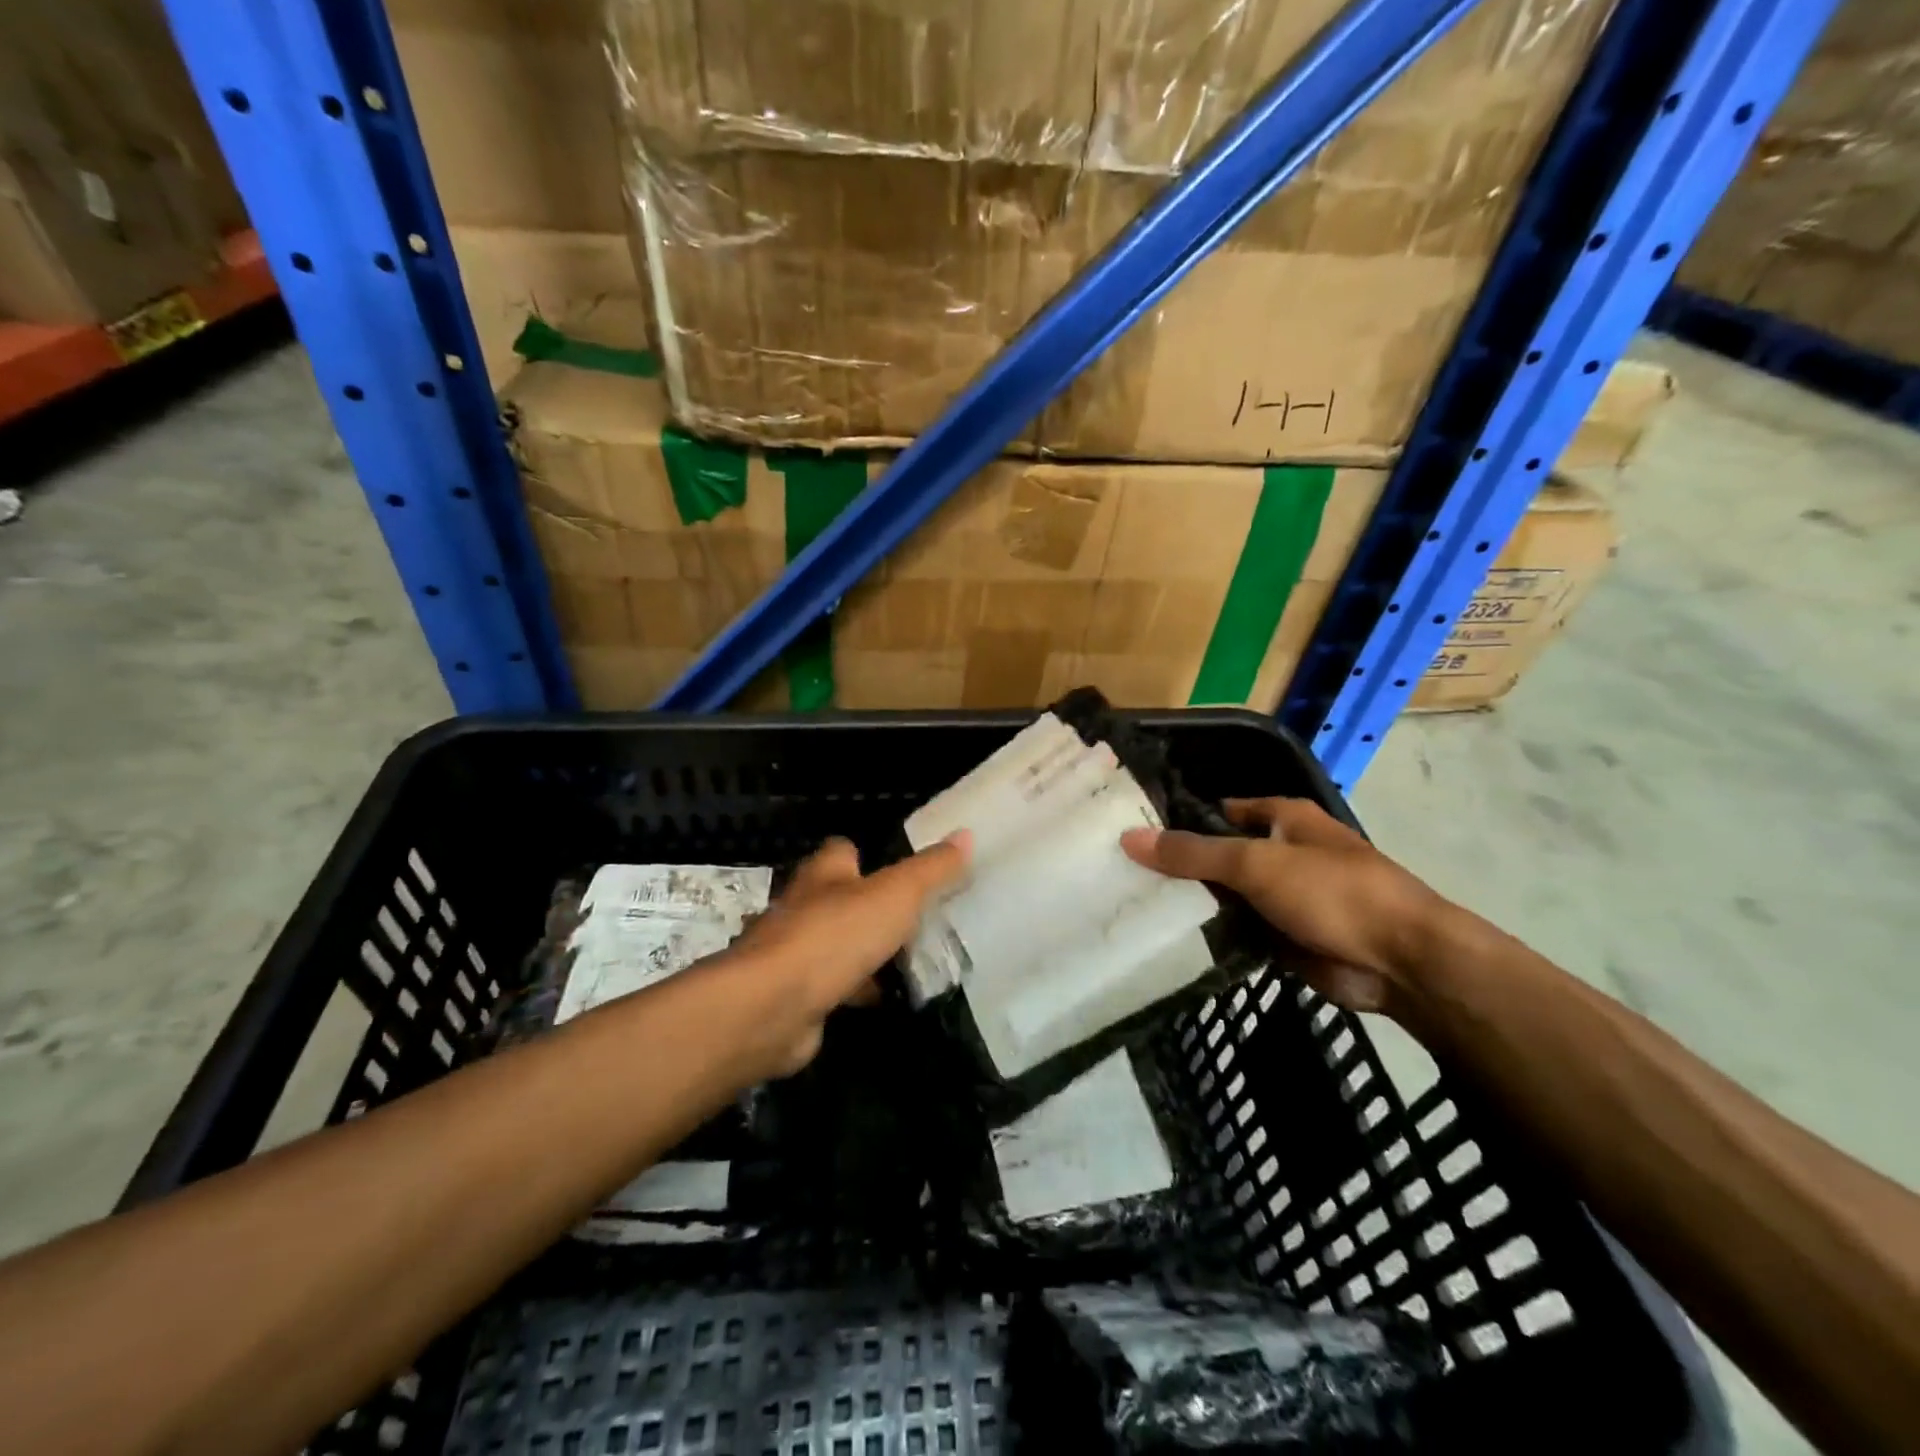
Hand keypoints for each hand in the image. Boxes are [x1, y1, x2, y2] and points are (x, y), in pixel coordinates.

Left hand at [723, 833, 970, 1075]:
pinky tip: (882, 1000)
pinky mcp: (795, 995)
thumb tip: (965, 834)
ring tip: (909, 961)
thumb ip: (931, 869)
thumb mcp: (896, 895)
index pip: (843, 851)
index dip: (868, 855)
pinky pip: (832, 987)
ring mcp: (795, 954)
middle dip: (871, 908)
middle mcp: (804, 907)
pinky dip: (854, 991)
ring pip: (836, 945)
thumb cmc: (835, 936)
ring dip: (864, 953)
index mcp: (824, 874)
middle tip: (917, 919)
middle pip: (840, 899)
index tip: (902, 869)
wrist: (772, 1006)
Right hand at [1121, 798, 1446, 1019]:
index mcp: (1283, 819)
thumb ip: (1193, 853)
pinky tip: (1169, 939)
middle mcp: (1281, 853)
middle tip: (1122, 875)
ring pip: (1225, 896)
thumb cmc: (1332, 892)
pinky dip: (1211, 935)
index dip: (1180, 817)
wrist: (1401, 962)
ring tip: (1134, 907)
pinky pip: (1237, 931)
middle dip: (1179, 865)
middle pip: (1218, 855)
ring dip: (1192, 903)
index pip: (1219, 811)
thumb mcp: (1255, 864)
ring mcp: (1283, 898)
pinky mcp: (1284, 938)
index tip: (1132, 831)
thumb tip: (1129, 837)